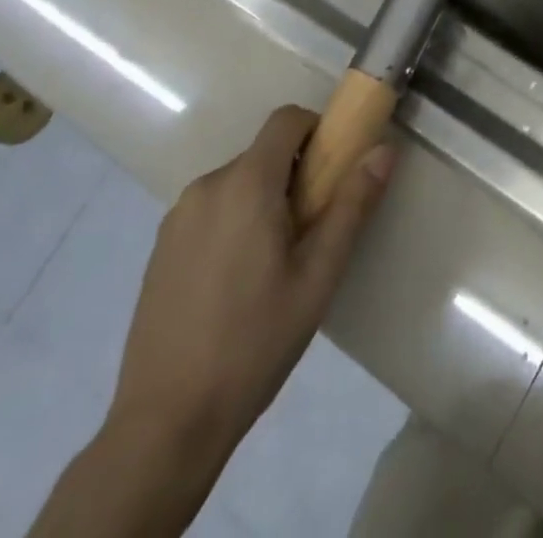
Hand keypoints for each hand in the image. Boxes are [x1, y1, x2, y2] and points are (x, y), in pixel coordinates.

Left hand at [108, 105, 394, 454]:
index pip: (286, 120)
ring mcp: (177, 217)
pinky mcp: (160, 247)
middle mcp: (207, 185)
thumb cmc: (254, 343)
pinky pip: (210, 210)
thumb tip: (383, 150)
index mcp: (246, 183)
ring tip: (274, 267)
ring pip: (237, 183)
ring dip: (263, 201)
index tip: (332, 172)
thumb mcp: (318, 276)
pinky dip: (233, 223)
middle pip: (263, 153)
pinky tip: (236, 285)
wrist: (165, 423)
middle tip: (310, 232)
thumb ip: (352, 206)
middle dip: (294, 176)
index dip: (316, 130)